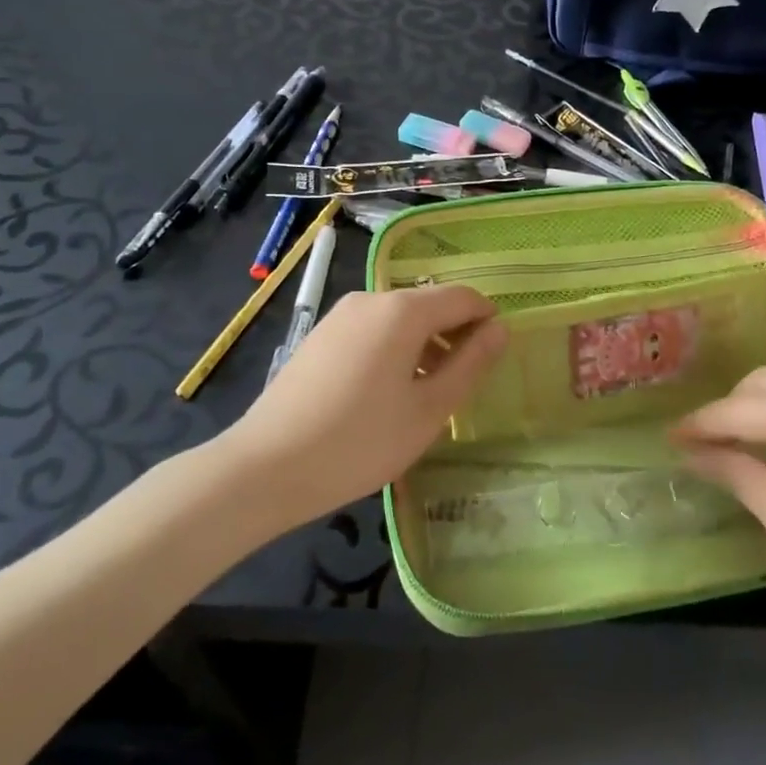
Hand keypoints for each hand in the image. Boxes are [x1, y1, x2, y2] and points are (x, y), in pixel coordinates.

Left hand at [219, 286, 506, 528]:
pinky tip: (384, 395)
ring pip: (399, 319)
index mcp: (402, 310)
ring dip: (423, 345)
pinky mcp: (320, 336)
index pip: (462, 297)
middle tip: (461, 386)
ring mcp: (340, 316)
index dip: (486, 320)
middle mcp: (371, 299)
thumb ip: (470, 364)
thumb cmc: (360, 442)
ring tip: (424, 396)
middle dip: (453, 336)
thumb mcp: (429, 410)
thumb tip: (500, 329)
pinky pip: (371, 331)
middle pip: (429, 305)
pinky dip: (393, 350)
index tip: (494, 358)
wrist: (265, 467)